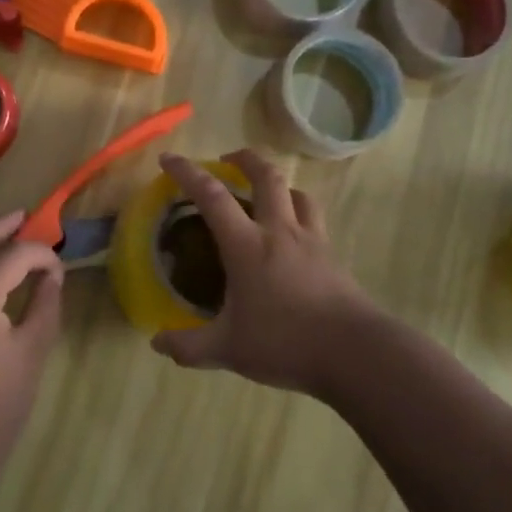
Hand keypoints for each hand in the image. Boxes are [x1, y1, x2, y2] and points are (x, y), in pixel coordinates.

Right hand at [151, 149, 384, 397]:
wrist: (354, 352)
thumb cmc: (285, 343)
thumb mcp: (228, 350)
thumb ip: (189, 346)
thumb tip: (157, 342)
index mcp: (247, 245)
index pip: (212, 196)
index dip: (188, 173)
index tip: (169, 159)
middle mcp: (280, 231)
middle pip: (266, 176)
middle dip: (244, 159)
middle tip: (227, 160)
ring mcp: (312, 241)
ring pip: (297, 193)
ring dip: (277, 183)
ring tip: (265, 192)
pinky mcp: (332, 256)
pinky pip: (314, 219)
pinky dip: (299, 213)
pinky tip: (293, 235)